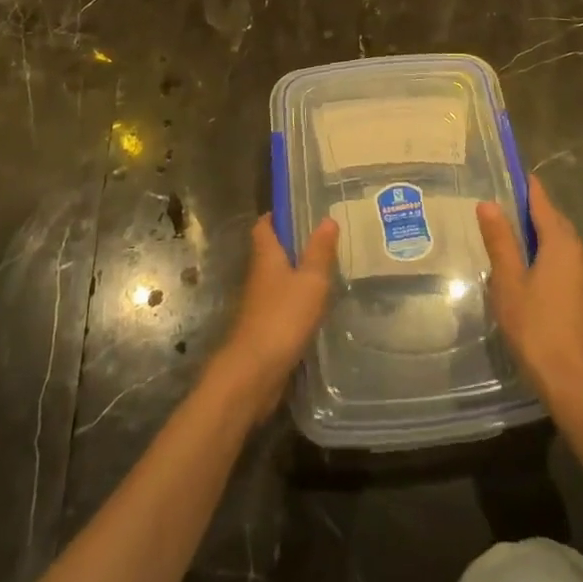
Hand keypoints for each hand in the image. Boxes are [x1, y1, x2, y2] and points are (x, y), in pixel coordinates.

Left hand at [212, 216, 339, 413]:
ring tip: (327, 269)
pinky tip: (317, 305)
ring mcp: (260, 304)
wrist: (255, 372)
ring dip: (296, 273)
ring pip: (278, 279)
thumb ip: (320, 251)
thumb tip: (327, 218)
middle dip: (292, 244)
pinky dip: (297, 300)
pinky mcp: (265, 328)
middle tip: (323, 238)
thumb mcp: (310, 280)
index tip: (297, 209)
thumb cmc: (283, 317)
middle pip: (271, 252)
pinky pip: (282, 304)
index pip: (264, 226)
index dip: (276, 216)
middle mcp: (259, 276)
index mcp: (266, 256)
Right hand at [478, 177, 582, 413]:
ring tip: (511, 235)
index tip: (513, 173)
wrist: (575, 383)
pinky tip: (529, 271)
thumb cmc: (537, 327)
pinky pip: (565, 264)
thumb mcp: (509, 282)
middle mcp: (580, 254)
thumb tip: (488, 203)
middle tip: (504, 204)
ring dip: (540, 236)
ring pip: (562, 245)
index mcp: (561, 244)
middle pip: (555, 223)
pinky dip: (547, 257)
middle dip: (533, 211)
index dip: (527, 188)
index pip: (542, 204)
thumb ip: (500, 242)